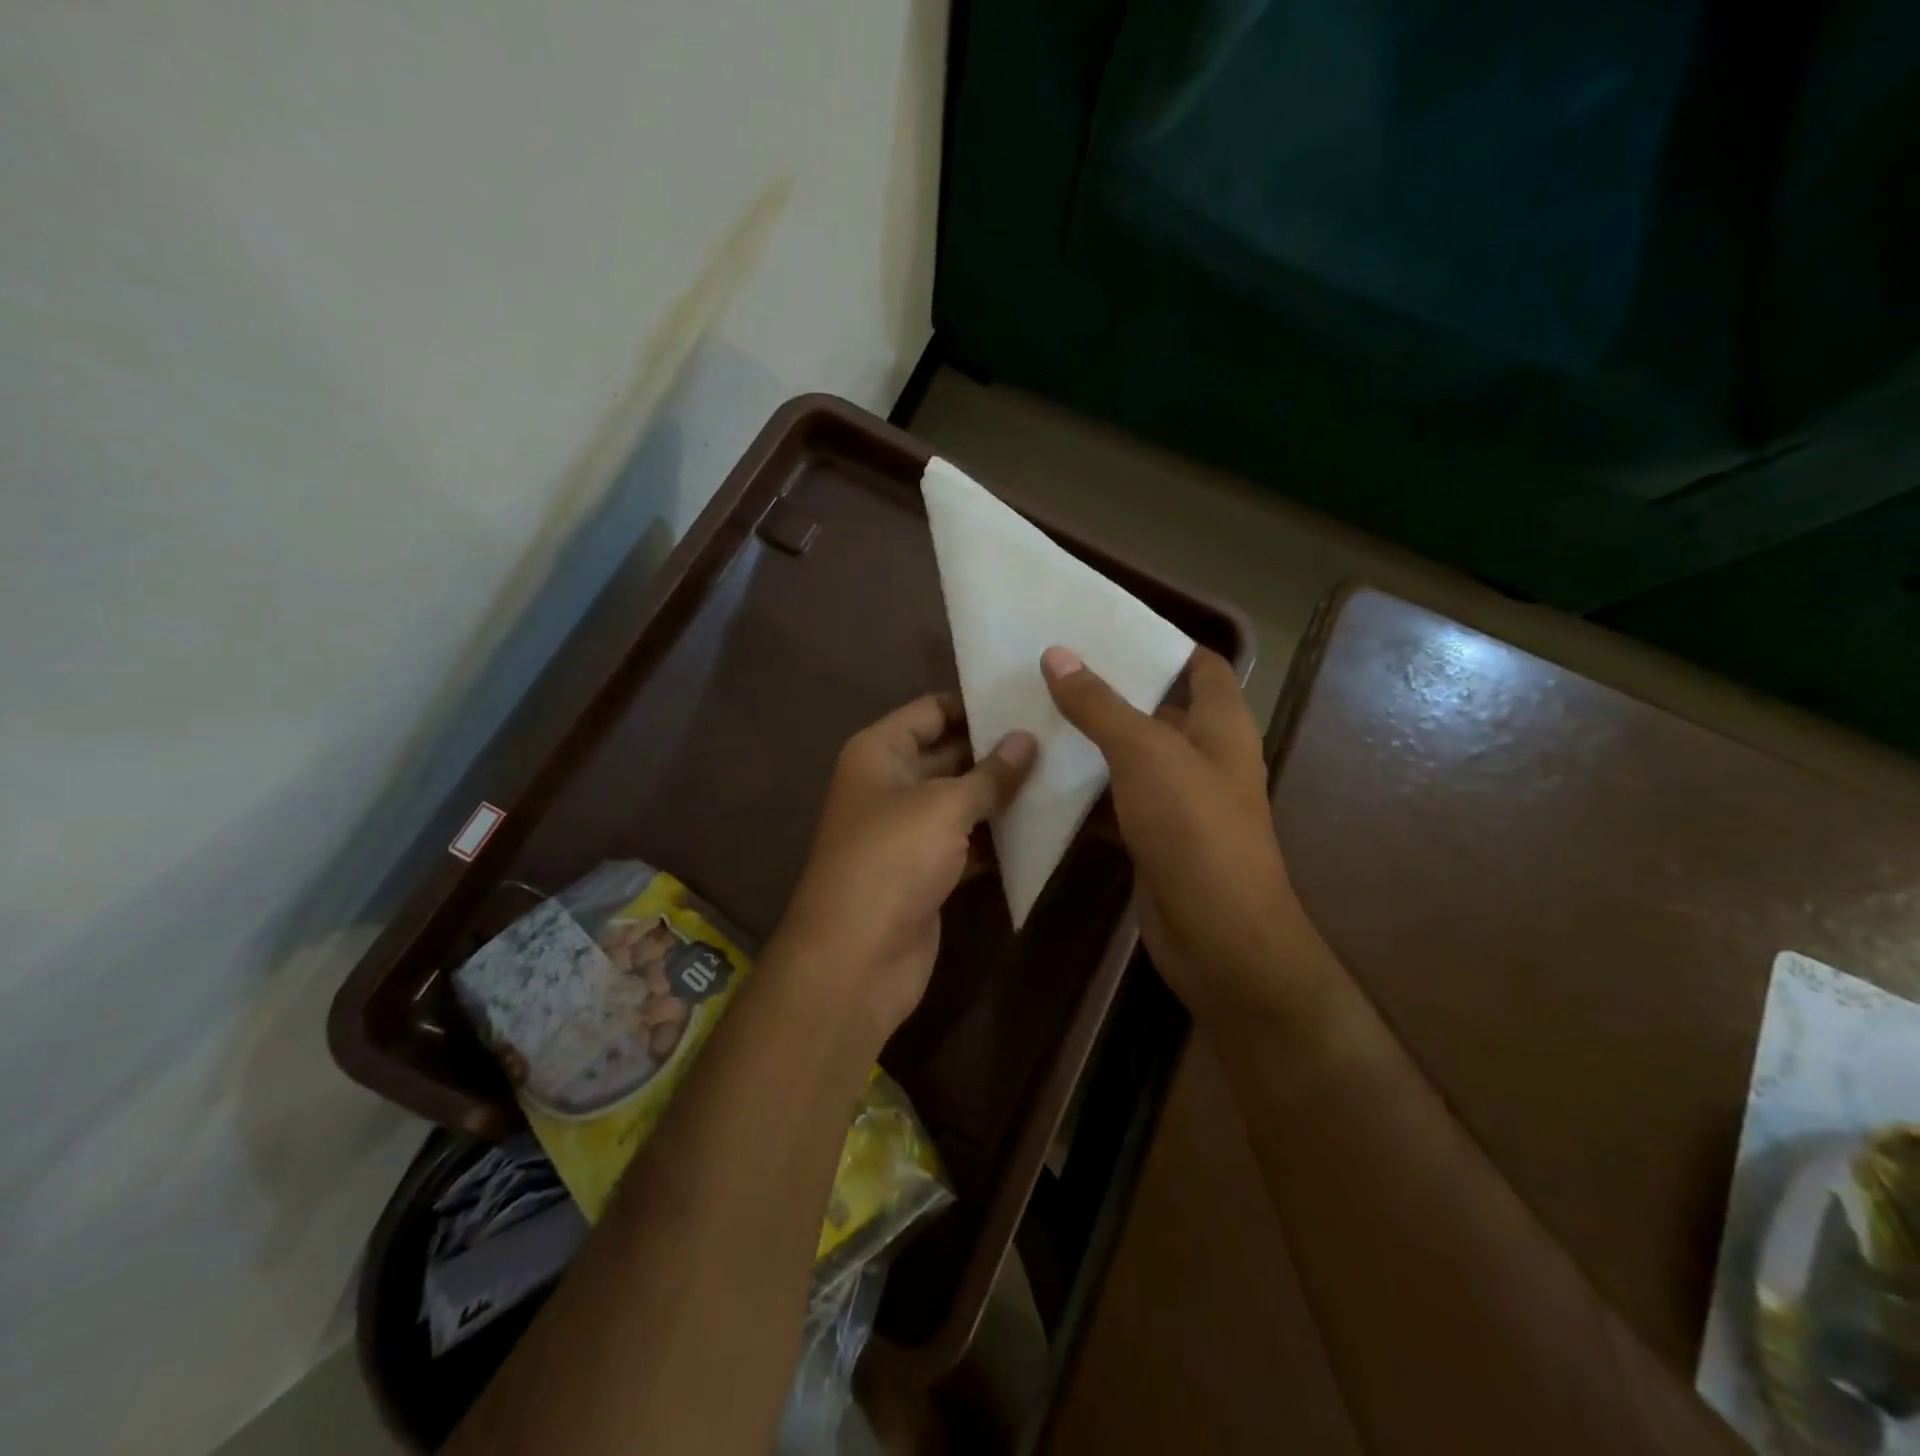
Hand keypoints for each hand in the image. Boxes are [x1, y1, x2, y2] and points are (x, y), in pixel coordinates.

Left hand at [776, 694, 1036, 1042]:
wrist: (856, 958)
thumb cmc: (892, 860)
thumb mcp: (944, 806)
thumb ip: (990, 774)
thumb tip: (1027, 739)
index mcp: (879, 753)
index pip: (930, 711)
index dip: (974, 704)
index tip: (1026, 699)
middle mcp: (890, 784)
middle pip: (948, 753)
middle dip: (996, 748)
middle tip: (1055, 735)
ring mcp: (907, 830)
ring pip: (960, 800)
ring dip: (1001, 793)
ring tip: (1059, 772)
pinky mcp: (925, 870)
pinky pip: (966, 841)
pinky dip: (996, 836)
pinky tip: (1041, 825)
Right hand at [1041, 646, 1312, 1019]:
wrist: (1218, 938)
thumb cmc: (1194, 831)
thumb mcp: (1146, 755)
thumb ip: (1100, 705)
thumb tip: (1057, 655)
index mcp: (1221, 725)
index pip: (1199, 665)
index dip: (1160, 642)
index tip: (1103, 627)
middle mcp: (1203, 757)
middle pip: (1155, 709)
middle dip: (1108, 689)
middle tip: (1048, 666)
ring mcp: (1178, 801)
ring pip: (1129, 757)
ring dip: (1089, 740)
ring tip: (1032, 710)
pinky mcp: (1152, 837)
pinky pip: (1115, 800)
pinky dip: (1084, 790)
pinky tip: (1040, 777)